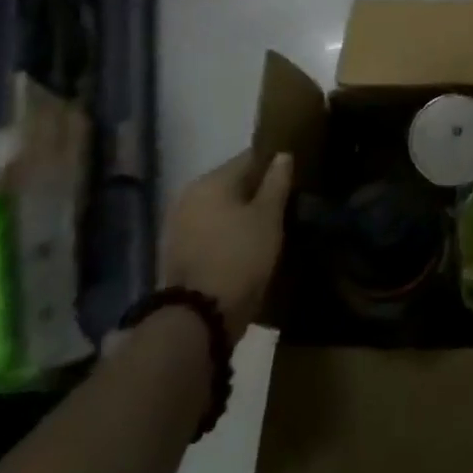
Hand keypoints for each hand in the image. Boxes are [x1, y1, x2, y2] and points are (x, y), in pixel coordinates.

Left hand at [161, 150, 293, 339]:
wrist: (198, 317)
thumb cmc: (240, 257)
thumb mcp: (268, 217)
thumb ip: (276, 182)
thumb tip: (282, 155)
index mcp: (211, 181)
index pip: (250, 158)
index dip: (274, 163)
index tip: (295, 174)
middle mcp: (189, 195)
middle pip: (232, 182)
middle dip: (257, 190)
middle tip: (285, 202)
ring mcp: (179, 224)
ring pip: (220, 207)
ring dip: (242, 212)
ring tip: (269, 224)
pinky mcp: (177, 250)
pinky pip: (210, 228)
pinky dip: (227, 230)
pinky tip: (246, 242)